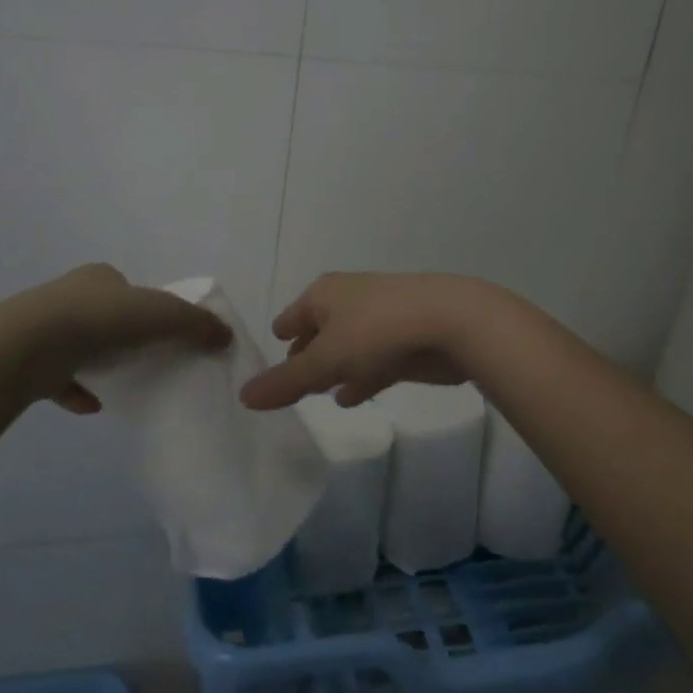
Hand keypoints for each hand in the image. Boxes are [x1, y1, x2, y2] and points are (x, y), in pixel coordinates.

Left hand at [21, 264, 230, 412]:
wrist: (29, 345)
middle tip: (146, 357)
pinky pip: (60, 378)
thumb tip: (227, 336)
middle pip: (105, 315)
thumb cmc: (100, 318)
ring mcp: (45, 329)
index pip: (128, 288)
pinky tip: (94, 406)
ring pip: (80, 346)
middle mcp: (69, 297)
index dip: (147, 306)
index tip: (161, 330)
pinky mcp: (30, 361)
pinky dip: (78, 391)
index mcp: (99, 278)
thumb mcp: (161, 313)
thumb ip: (195, 324)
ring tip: (123, 382)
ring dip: (100, 363)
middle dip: (123, 335)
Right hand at [240, 272, 509, 409]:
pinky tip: (351, 397)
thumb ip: (285, 382)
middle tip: (290, 384)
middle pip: (318, 332)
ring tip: (318, 393)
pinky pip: (371, 360)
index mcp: (323, 295)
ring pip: (347, 347)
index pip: (290, 318)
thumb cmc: (377, 332)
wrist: (450, 322)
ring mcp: (378, 319)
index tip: (268, 366)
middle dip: (306, 355)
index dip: (280, 340)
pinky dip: (359, 376)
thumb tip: (243, 396)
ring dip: (334, 368)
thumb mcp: (324, 361)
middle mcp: (347, 301)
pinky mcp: (404, 340)